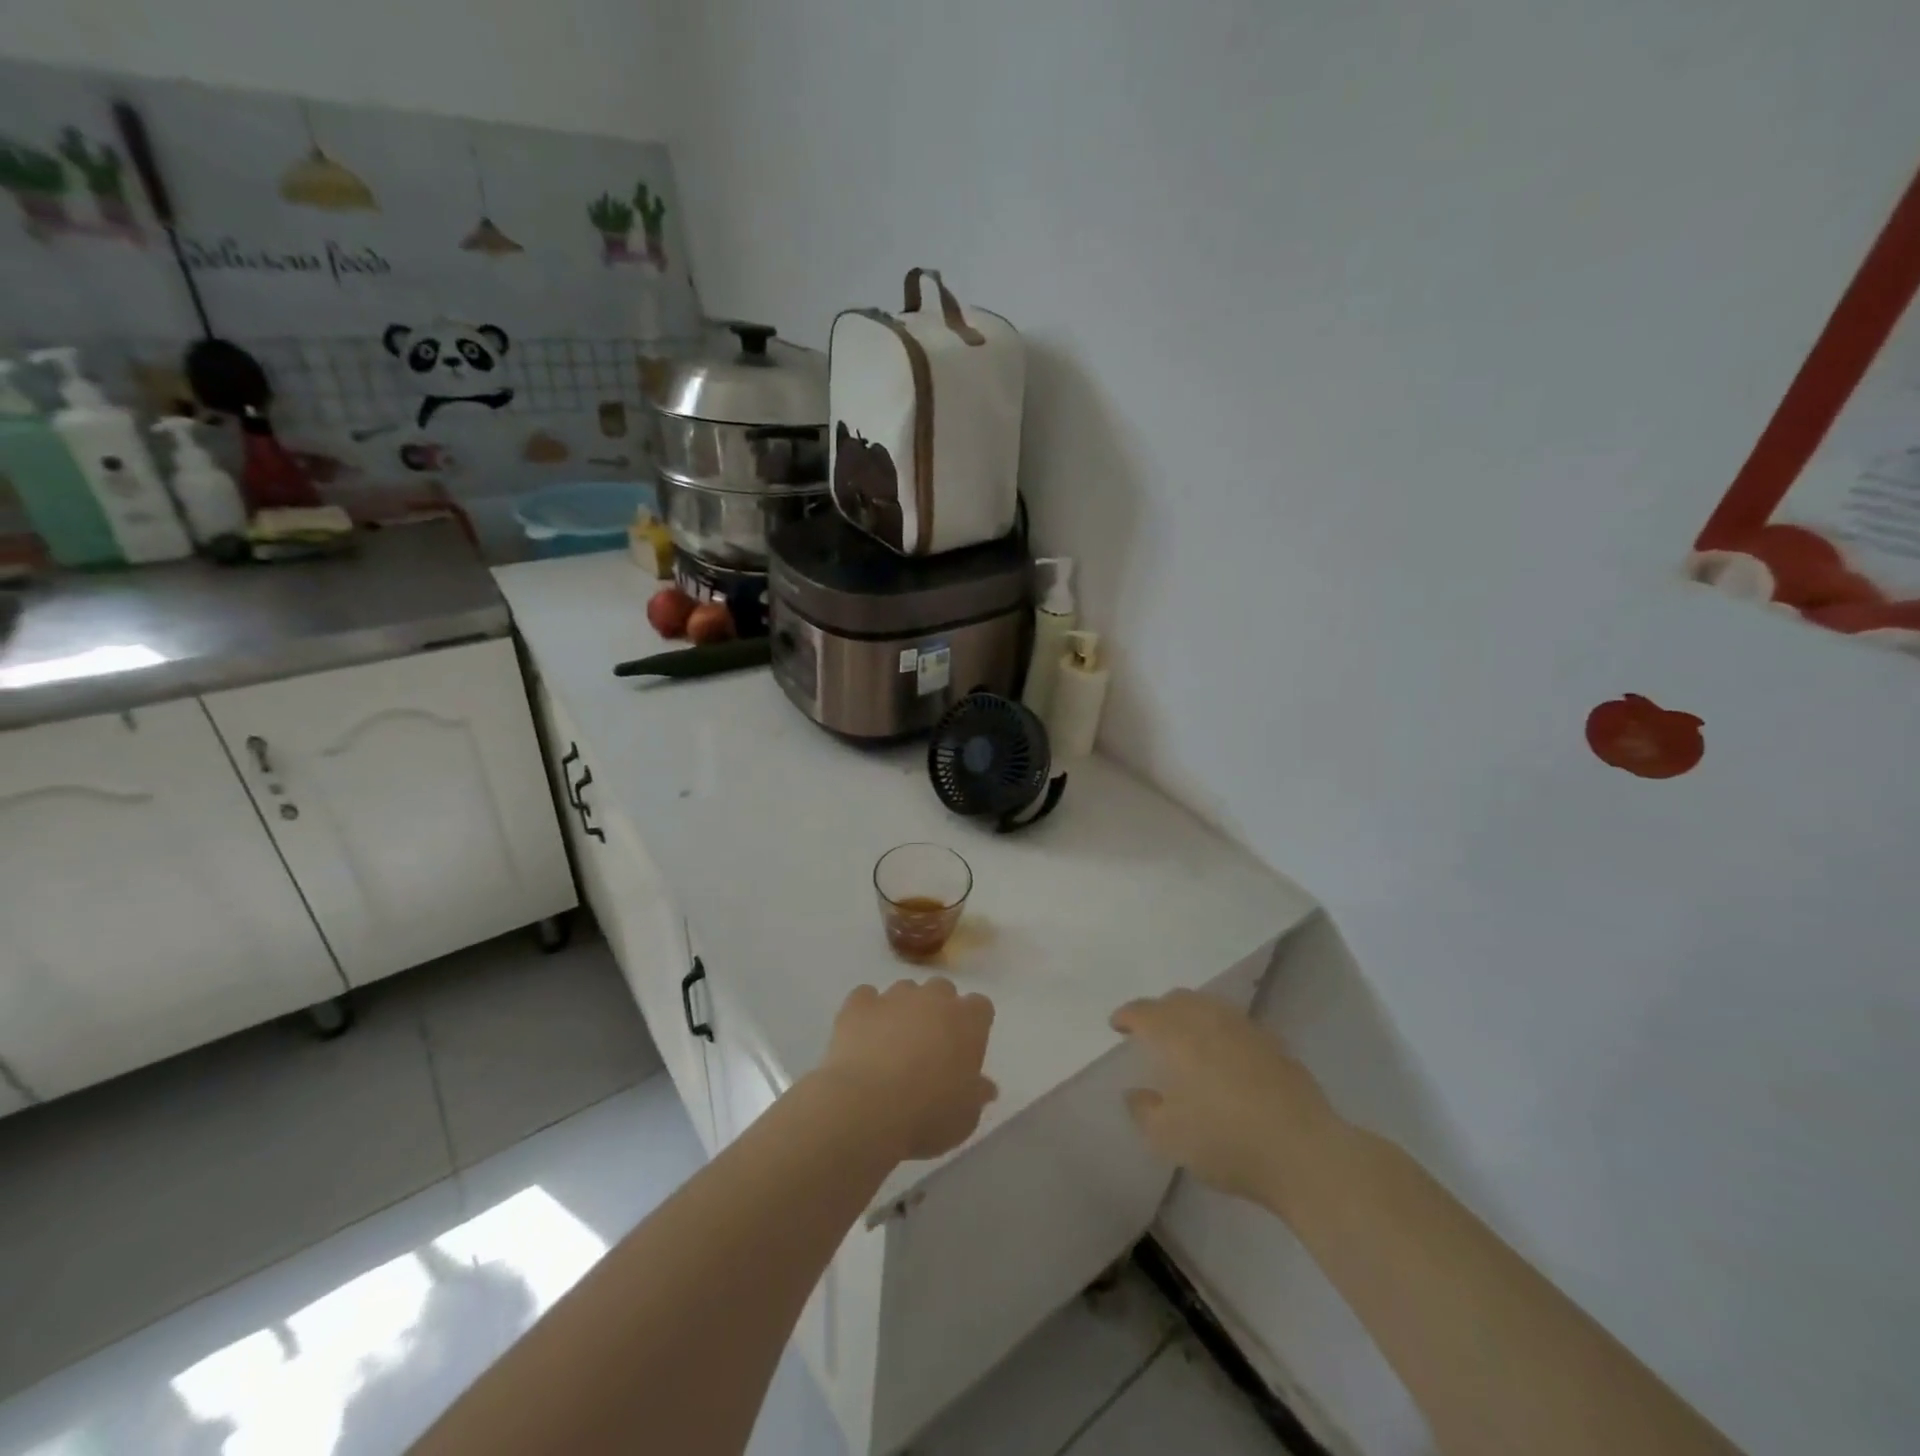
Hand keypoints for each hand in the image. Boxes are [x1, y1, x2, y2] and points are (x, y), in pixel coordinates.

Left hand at [818, 978, 996, 1162]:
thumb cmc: (928, 1115)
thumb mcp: (965, 1117)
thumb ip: (976, 1095)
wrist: (868, 1108)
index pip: (980, 1007)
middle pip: (942, 990)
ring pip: (904, 990)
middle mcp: (933, 998)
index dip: (973, 1025)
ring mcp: (893, 997)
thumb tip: (985, 1086)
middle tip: (929, 1047)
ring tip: (891, 1045)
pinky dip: (866, 1012)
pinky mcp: (859, 1004)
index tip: (965, 1050)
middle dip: (938, 1011)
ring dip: (903, 1010)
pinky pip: (865, 997)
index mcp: (968, 1021)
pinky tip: (862, 1036)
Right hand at [1112, 990, 1342, 1212]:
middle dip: (1159, 1010)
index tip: (1117, 1025)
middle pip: (1178, 1000)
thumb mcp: (1168, 1137)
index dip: (1127, 1015)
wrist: (1304, 1152)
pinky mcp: (1274, 1044)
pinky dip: (1221, 1031)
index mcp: (1177, 1034)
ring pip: (1210, 1006)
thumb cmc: (1226, 1141)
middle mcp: (1209, 1019)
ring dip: (1192, 1015)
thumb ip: (1144, 1110)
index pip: (1143, 1012)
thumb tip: (1135, 1093)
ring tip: (1187, 1038)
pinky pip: (1236, 1025)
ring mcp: (1245, 1028)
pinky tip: (1225, 1055)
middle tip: (1150, 1030)